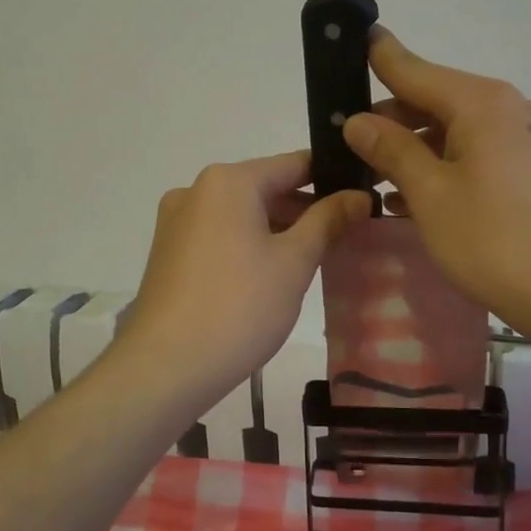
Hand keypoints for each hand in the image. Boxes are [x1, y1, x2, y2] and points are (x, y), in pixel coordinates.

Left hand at [116, 152, 371, 404]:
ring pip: (243, 214)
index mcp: (227, 181)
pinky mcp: (169, 252)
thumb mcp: (294, 262)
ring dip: (280, 229)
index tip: (364, 194)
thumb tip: (358, 196)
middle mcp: (196, 190)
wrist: (165, 366)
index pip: (294, 164)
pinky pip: (221, 235)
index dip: (333, 178)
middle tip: (350, 233)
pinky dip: (250, 245)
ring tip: (320, 256)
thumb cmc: (239, 307)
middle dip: (307, 209)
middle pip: (266, 188)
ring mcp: (177, 222)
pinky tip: (275, 274)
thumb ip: (328, 221)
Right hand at [343, 28, 530, 333]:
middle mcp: (511, 109)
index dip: (381, 57)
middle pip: (436, 101)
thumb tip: (358, 121)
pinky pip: (479, 156)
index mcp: (482, 103)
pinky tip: (415, 200)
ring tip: (375, 178)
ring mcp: (529, 140)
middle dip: (392, 120)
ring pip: (457, 133)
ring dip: (416, 151)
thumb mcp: (430, 193)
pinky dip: (445, 169)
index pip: (416, 70)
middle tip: (349, 144)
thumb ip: (391, 150)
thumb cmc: (494, 239)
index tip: (357, 37)